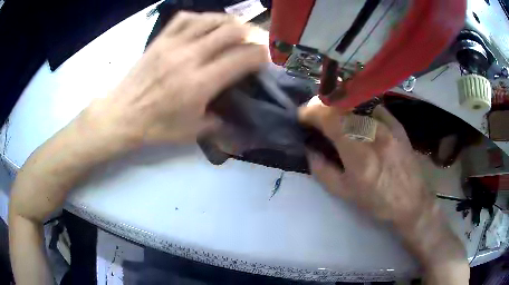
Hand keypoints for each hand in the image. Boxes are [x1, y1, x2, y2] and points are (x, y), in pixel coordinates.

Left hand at [85, 12, 268, 146]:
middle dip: (252, 34)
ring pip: (211, 19)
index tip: (266, 59)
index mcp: (201, 83)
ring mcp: (174, 44)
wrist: (121, 115)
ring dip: (231, 22)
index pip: (243, 58)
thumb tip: (237, 116)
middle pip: (232, 31)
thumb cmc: (155, 127)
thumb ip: (220, 122)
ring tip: (238, 30)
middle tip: (257, 41)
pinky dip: (203, 18)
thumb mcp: (192, 132)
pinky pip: (186, 18)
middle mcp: (190, 56)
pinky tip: (208, 25)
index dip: (262, 55)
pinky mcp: (161, 39)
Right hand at [300, 98, 468, 281]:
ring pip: (356, 103)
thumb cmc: (377, 202)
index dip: (311, 111)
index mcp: (357, 152)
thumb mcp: (344, 193)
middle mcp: (373, 132)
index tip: (302, 116)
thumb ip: (322, 170)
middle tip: (315, 115)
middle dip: (322, 106)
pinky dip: (360, 109)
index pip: (329, 117)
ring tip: (335, 118)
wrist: (411, 201)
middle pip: (341, 105)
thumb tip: (309, 149)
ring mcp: (387, 125)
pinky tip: (359, 120)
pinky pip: (373, 107)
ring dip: (340, 107)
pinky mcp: (397, 124)